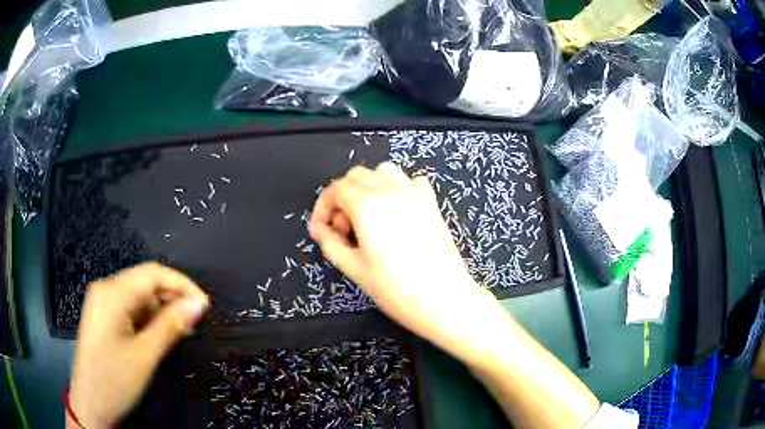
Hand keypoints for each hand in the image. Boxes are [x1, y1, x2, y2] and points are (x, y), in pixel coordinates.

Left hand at [68, 263, 208, 427]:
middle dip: (172, 300)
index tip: (204, 305)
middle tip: (194, 323)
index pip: (152, 273)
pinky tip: (158, 337)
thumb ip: (171, 326)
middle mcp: (105, 290)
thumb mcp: (145, 355)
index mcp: (111, 293)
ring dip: (161, 312)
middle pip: (144, 283)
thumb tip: (198, 305)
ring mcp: (102, 304)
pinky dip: (148, 320)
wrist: (90, 404)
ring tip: (179, 333)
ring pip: (138, 297)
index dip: (182, 285)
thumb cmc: (114, 381)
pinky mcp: (103, 318)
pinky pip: (130, 310)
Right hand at [309, 163, 500, 362]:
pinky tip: (395, 213)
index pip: (336, 189)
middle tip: (343, 230)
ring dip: (368, 188)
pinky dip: (396, 188)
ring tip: (367, 218)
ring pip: (383, 172)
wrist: (444, 298)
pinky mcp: (431, 203)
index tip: (321, 229)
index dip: (323, 207)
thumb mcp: (355, 268)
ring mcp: (414, 193)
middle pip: (357, 176)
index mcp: (368, 205)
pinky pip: (409, 181)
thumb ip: (331, 243)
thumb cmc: (396, 289)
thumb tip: (320, 229)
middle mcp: (390, 190)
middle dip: (342, 198)